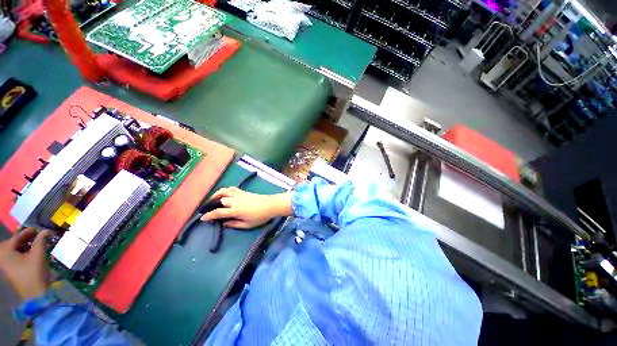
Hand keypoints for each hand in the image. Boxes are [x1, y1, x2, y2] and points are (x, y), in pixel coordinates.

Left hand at [0, 229, 51, 300]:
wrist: (35, 295)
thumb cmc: (34, 272)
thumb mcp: (39, 254)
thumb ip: (41, 240)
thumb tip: (46, 230)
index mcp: (5, 251)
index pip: (17, 237)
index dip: (28, 232)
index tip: (39, 229)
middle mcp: (2, 257)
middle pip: (14, 244)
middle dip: (25, 239)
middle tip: (37, 236)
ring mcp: (5, 266)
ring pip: (15, 251)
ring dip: (25, 246)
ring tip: (36, 245)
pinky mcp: (10, 271)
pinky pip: (15, 258)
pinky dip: (23, 254)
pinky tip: (31, 255)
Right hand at [201, 187, 291, 228]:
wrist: (270, 205)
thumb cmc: (260, 216)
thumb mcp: (248, 225)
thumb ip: (234, 224)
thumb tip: (224, 224)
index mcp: (235, 210)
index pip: (218, 212)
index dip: (209, 215)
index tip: (202, 218)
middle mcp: (235, 201)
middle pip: (219, 200)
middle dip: (211, 204)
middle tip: (207, 209)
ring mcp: (239, 194)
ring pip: (224, 191)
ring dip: (216, 194)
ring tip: (212, 199)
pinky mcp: (244, 191)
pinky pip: (232, 189)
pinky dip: (226, 190)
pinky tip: (224, 193)